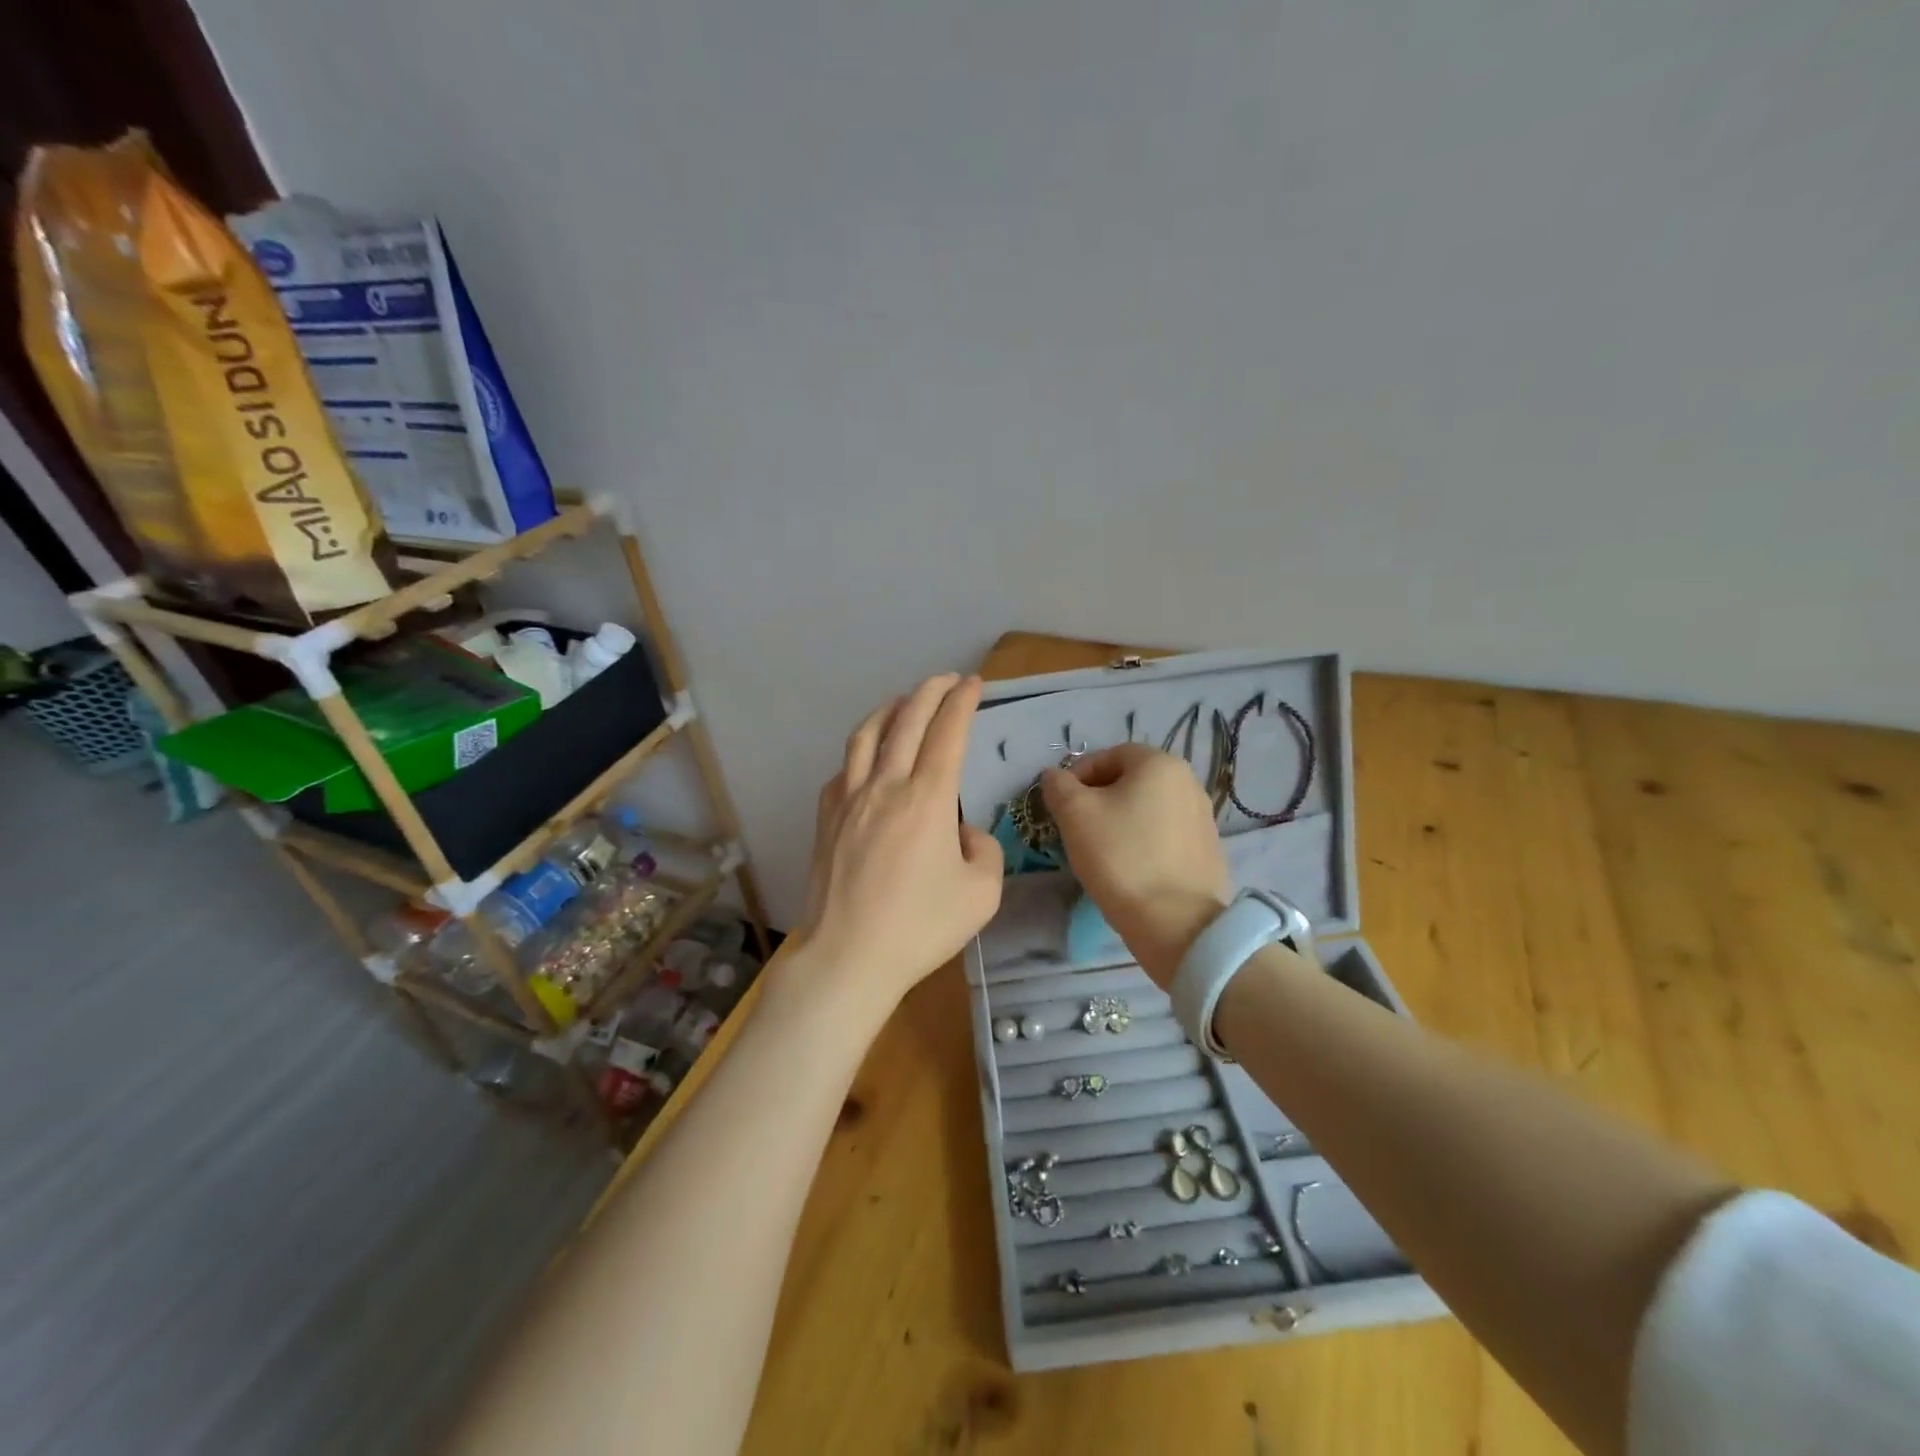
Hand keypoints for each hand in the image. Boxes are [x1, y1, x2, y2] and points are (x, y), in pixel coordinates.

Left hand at [794, 674, 1003, 1018]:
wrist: (848, 956)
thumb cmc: (920, 927)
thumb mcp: (981, 894)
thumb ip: (983, 850)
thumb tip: (960, 831)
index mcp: (927, 798)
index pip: (947, 732)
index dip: (962, 702)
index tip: (973, 683)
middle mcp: (886, 785)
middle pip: (907, 720)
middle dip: (930, 691)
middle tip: (946, 679)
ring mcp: (849, 799)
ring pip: (867, 735)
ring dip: (890, 709)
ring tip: (904, 701)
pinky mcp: (826, 818)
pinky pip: (845, 768)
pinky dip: (862, 750)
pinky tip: (868, 757)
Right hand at [1041, 743, 1232, 987]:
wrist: (1176, 923)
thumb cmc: (1120, 857)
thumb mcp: (1075, 814)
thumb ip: (1058, 785)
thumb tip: (1055, 776)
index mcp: (1160, 764)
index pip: (1108, 756)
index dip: (1077, 776)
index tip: (1060, 805)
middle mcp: (1189, 782)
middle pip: (1130, 781)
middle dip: (1098, 800)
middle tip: (1076, 829)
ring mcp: (1203, 818)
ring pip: (1148, 809)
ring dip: (1121, 822)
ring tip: (1101, 852)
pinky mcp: (1208, 851)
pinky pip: (1165, 836)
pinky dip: (1143, 844)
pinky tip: (1129, 869)